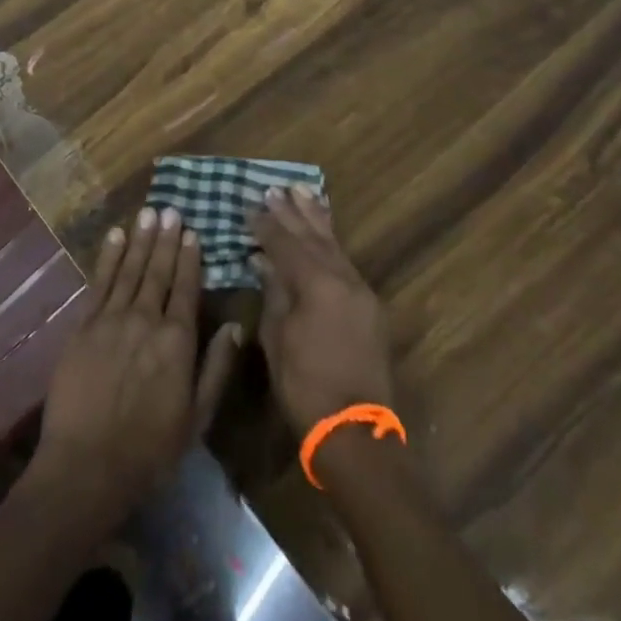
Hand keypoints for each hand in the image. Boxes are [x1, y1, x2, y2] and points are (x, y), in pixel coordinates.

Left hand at [31, 207, 243, 529]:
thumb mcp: (197, 418)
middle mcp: (146, 320)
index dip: (189, 258)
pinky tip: (115, 237)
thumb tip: (236, 327)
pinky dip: (107, 257)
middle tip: (170, 209)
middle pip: (158, 271)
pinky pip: (99, 282)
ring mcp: (111, 319)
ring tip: (148, 213)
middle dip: (165, 239)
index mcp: (177, 341)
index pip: (186, 288)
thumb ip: (217, 368)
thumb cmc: (150, 449)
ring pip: (129, 270)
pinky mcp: (84, 326)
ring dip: (140, 240)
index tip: (191, 232)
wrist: (88, 464)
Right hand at [251, 185, 394, 434]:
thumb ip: (274, 293)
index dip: (266, 225)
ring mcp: (361, 293)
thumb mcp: (277, 338)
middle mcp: (343, 279)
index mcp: (317, 284)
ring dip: (317, 220)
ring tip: (304, 193)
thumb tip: (264, 261)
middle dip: (293, 212)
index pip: (286, 243)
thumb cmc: (305, 386)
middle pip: (314, 237)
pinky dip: (331, 243)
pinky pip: (346, 262)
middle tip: (276, 188)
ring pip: (335, 246)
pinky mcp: (369, 308)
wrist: (354, 431)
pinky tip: (324, 235)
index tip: (250, 205)